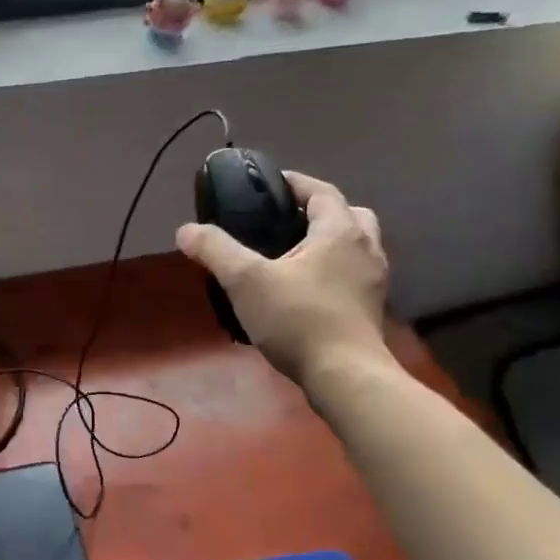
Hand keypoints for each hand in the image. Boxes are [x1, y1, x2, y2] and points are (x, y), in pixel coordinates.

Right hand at [176, 173, 392, 396]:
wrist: (344, 376)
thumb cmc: (298, 319)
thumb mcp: (245, 281)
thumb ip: (215, 250)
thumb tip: (186, 230)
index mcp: (340, 230)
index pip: (320, 190)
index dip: (294, 183)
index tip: (267, 186)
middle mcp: (366, 247)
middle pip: (346, 214)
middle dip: (316, 212)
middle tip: (284, 223)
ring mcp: (373, 280)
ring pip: (354, 245)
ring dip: (328, 242)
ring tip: (292, 256)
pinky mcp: (370, 308)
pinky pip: (352, 274)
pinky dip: (332, 270)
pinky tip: (305, 289)